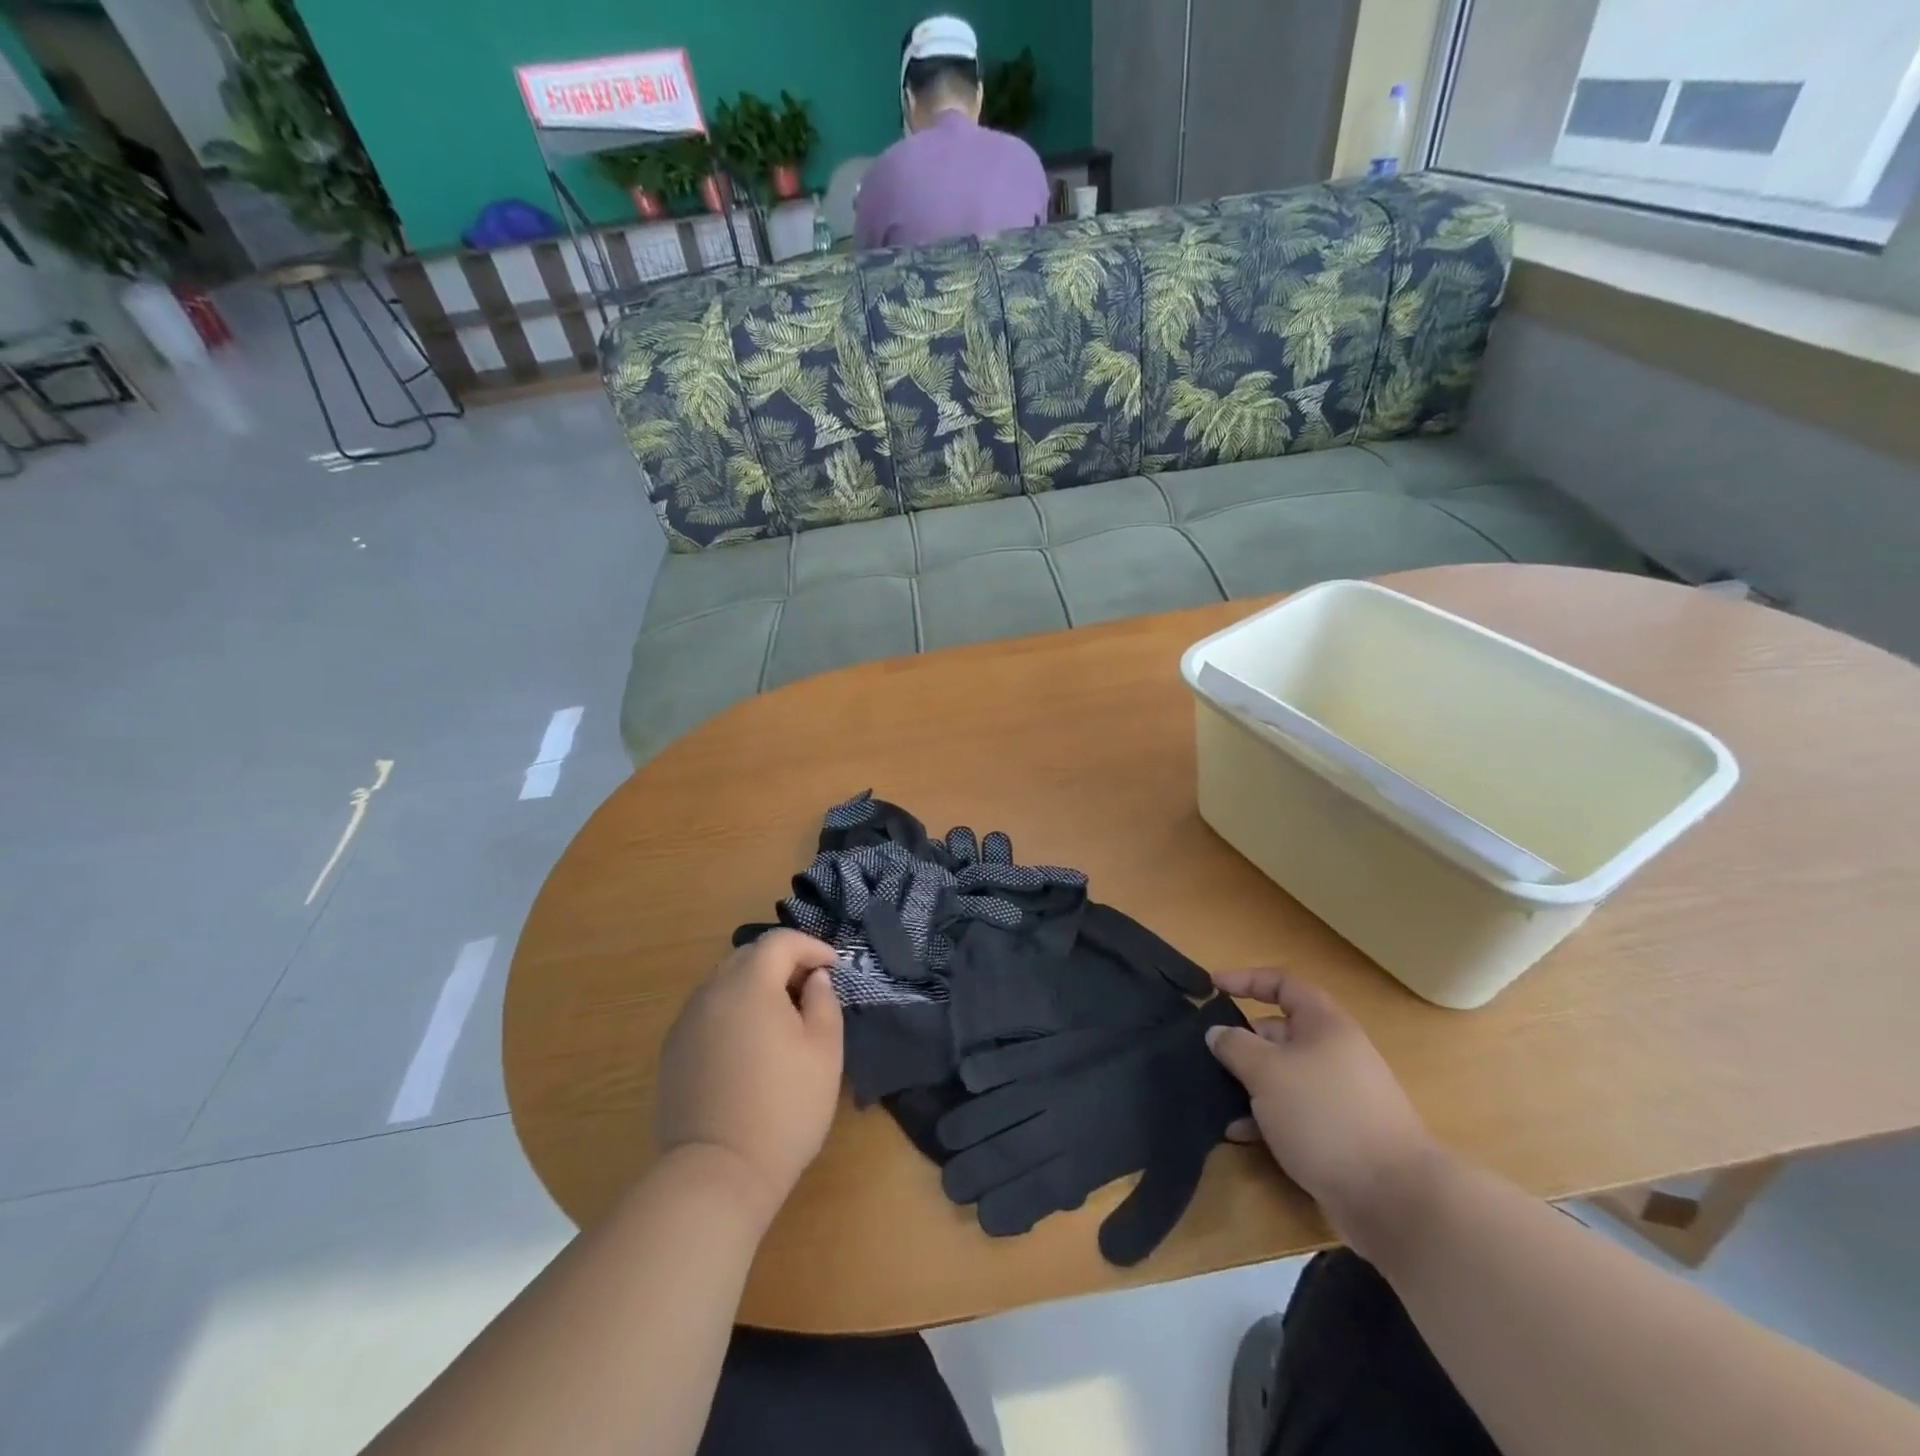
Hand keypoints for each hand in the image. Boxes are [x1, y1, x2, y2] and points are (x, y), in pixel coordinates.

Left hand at [655, 930, 842, 1226]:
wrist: (716, 1174)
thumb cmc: (783, 1108)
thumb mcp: (825, 1052)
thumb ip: (824, 1003)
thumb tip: (814, 979)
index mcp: (749, 985)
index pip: (780, 942)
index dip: (811, 946)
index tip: (834, 967)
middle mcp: (711, 992)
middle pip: (748, 956)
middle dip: (783, 962)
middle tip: (810, 988)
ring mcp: (686, 1022)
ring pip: (724, 982)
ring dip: (756, 986)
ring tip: (781, 1017)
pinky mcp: (673, 1051)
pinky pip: (708, 1011)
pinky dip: (733, 1010)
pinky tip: (749, 1045)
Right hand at [1206, 970, 1441, 1255]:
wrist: (1394, 1198)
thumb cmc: (1325, 1115)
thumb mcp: (1267, 1071)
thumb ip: (1235, 1045)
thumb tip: (1218, 1032)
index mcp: (1325, 1025)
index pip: (1283, 984)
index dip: (1246, 979)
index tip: (1213, 986)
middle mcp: (1335, 1053)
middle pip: (1280, 1033)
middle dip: (1242, 1041)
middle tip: (1207, 1054)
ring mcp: (1339, 1095)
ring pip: (1283, 1076)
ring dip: (1249, 1084)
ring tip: (1215, 1098)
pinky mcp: (1339, 1133)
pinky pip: (1293, 1112)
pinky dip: (1265, 1117)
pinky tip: (1239, 1134)